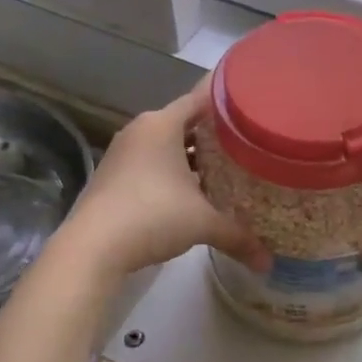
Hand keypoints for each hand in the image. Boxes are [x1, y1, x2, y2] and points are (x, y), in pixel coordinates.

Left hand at [57, 83, 267, 278]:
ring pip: (167, 146)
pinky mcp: (114, 176)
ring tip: (226, 167)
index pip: (201, 99)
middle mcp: (141, 130)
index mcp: (162, 124)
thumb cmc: (153, 216)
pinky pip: (152, 164)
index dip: (227, 100)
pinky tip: (193, 191)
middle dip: (214, 133)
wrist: (93, 247)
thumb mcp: (203, 224)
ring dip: (192, 156)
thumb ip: (238, 236)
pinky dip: (173, 172)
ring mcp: (123, 153)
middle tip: (247, 141)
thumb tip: (268, 263)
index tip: (252, 102)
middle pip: (185, 122)